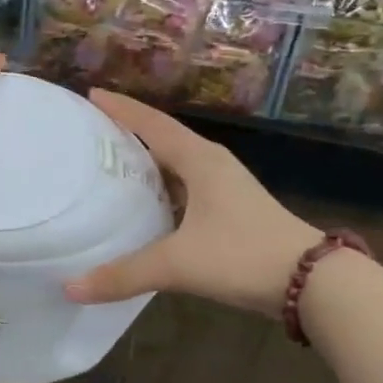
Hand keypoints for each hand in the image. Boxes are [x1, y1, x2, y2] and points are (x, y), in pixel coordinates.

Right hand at [63, 90, 319, 316]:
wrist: (311, 281)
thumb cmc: (242, 256)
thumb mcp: (178, 264)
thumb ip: (124, 275)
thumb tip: (71, 288)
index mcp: (200, 160)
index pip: (152, 124)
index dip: (121, 109)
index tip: (90, 95)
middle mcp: (211, 165)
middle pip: (162, 139)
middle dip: (128, 132)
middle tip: (91, 132)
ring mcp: (224, 187)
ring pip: (175, 165)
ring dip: (145, 163)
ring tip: (108, 167)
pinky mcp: (230, 210)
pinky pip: (184, 188)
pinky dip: (160, 190)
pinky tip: (143, 208)